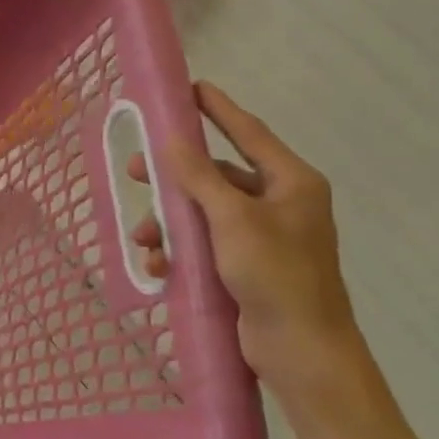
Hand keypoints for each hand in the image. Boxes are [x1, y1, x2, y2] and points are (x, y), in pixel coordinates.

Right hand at [130, 81, 380, 421]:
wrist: (301, 352)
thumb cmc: (276, 276)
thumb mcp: (232, 220)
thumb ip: (200, 177)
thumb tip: (172, 141)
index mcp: (290, 183)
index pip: (249, 132)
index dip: (218, 109)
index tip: (191, 87)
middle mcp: (279, 203)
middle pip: (217, 174)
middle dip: (174, 177)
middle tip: (136, 171)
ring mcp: (262, 236)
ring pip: (203, 211)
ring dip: (170, 222)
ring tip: (144, 238)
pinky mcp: (246, 265)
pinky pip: (204, 242)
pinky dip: (179, 249)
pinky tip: (159, 265)